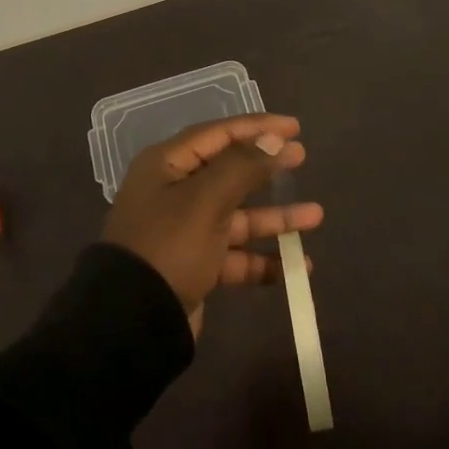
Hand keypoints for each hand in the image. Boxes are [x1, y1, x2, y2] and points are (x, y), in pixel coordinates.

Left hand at [101, 113, 320, 336]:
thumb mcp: (206, 200)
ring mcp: (184, 231)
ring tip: (316, 216)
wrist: (132, 322)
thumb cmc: (168, 245)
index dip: (256, 127)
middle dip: (266, 168)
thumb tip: (273, 139)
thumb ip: (242, 167)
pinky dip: (262, 260)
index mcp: (167, 165)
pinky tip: (296, 267)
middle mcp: (174, 192)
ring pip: (236, 216)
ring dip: (273, 218)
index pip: (218, 134)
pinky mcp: (194, 267)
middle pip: (229, 172)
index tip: (294, 127)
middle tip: (302, 158)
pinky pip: (234, 256)